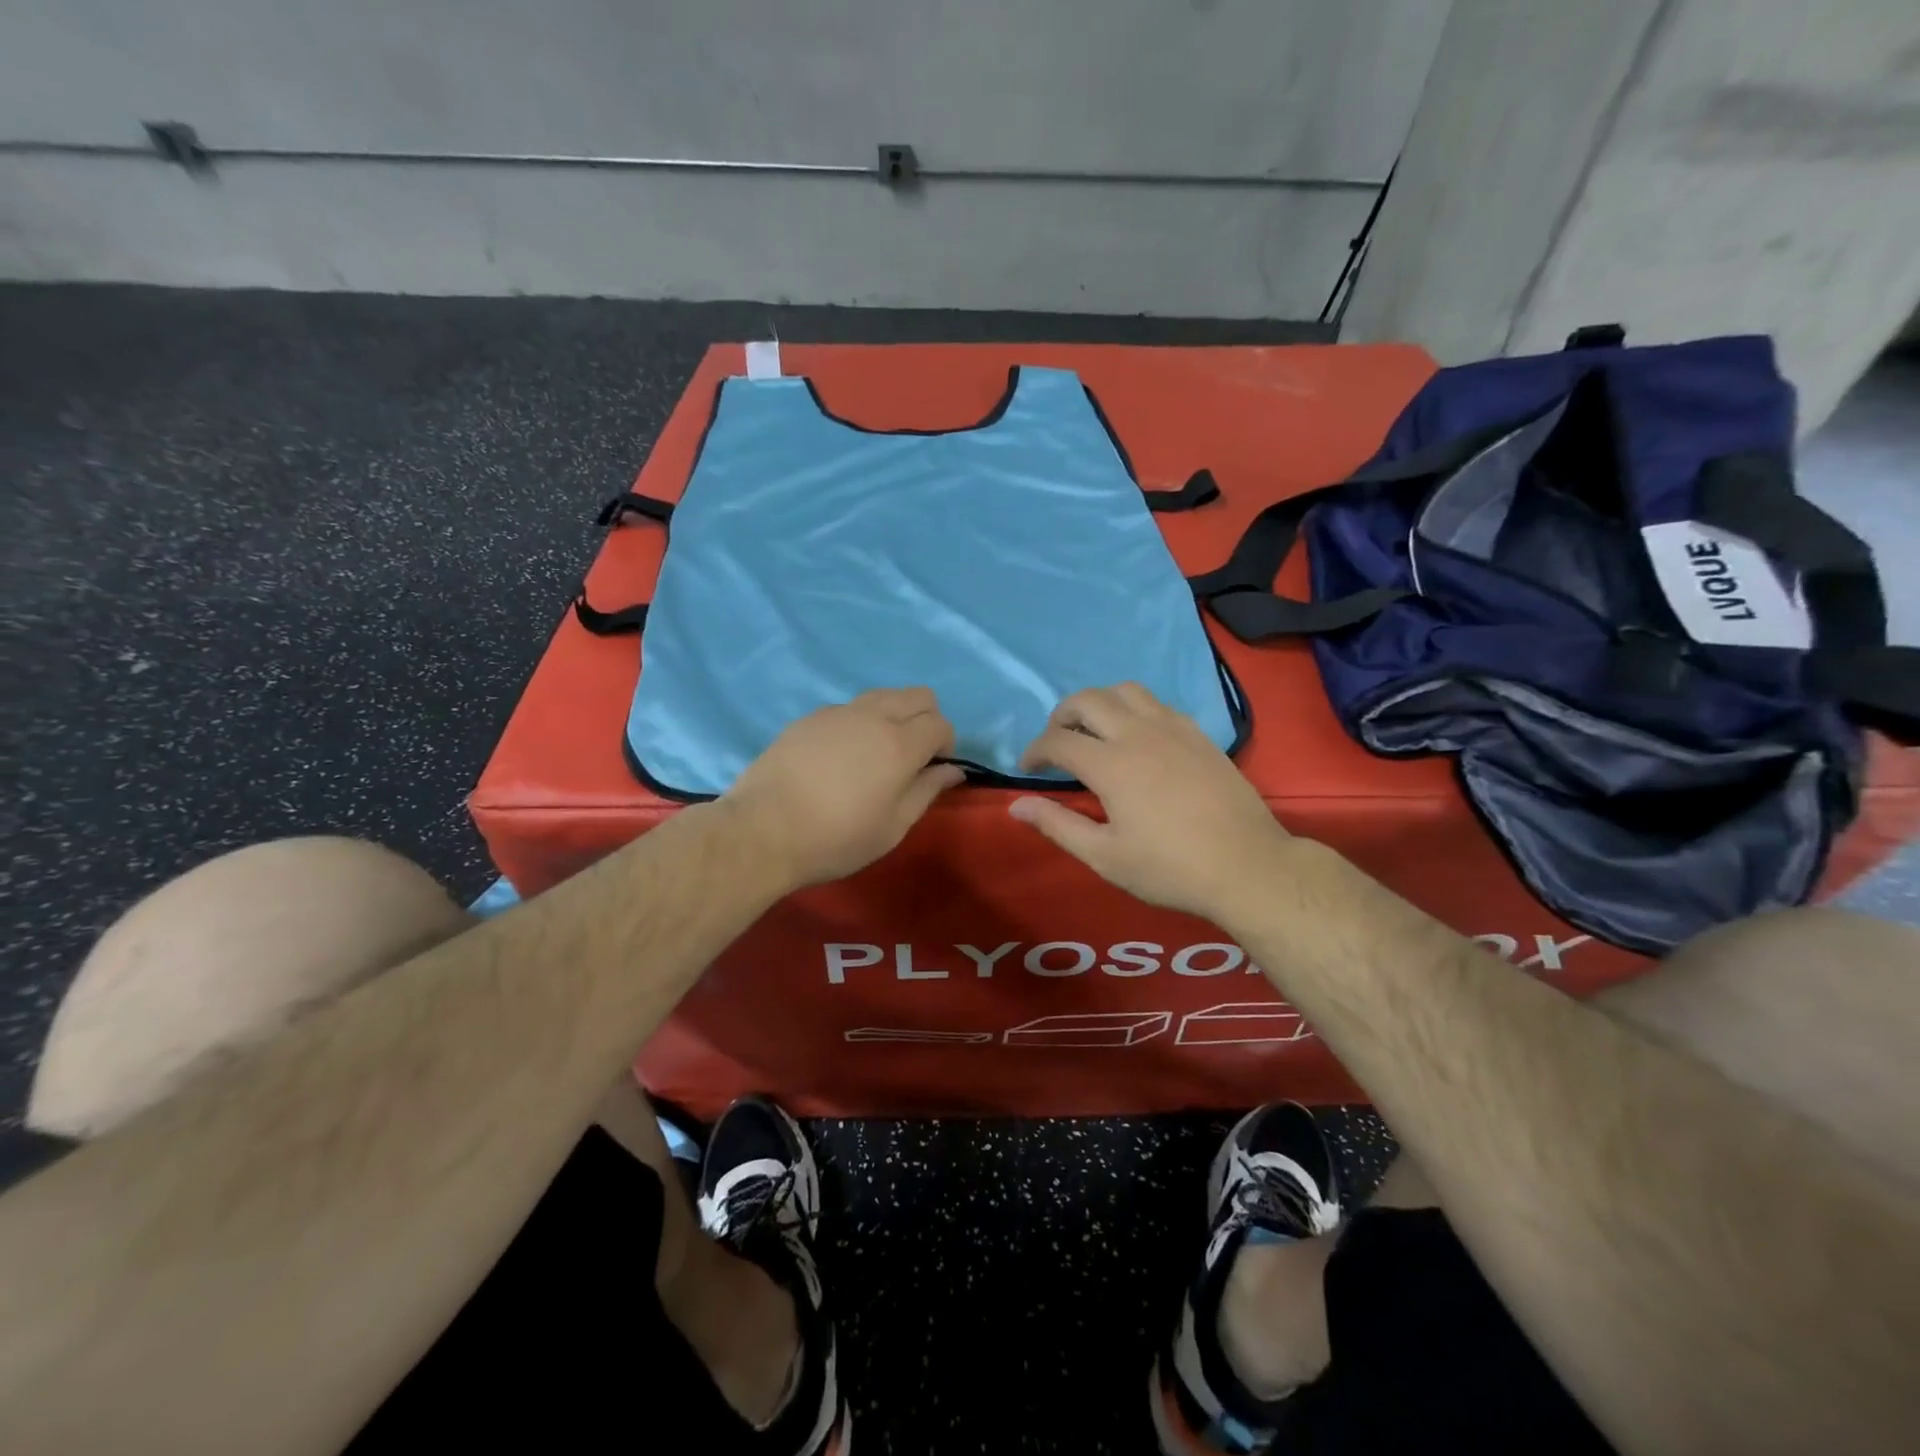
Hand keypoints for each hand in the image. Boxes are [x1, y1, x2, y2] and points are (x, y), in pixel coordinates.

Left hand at [723, 688, 965, 888]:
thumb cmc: (836, 838)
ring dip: (894, 715)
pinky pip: (849, 708)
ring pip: (883, 695)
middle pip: (918, 695)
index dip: (946, 745)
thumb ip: (927, 791)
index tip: (932, 770)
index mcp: (900, 744)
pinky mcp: (809, 718)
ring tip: (877, 753)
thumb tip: (952, 770)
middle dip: (927, 719)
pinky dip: (860, 722)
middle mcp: (873, 716)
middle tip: (912, 756)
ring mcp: (838, 712)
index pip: (941, 723)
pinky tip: (841, 757)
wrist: (762, 830)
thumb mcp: (893, 827)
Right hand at [1009, 683, 1290, 920]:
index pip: (1058, 740)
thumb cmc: (1170, 868)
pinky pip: (1157, 704)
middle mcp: (1138, 734)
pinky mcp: (1198, 734)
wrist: (1247, 866)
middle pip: (1087, 700)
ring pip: (1125, 690)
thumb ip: (1058, 825)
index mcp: (1111, 764)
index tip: (1026, 768)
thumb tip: (1016, 805)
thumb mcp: (1105, 856)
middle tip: (1056, 743)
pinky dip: (1134, 709)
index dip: (1035, 751)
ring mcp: (1173, 728)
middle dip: (1061, 716)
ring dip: (1099, 703)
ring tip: (1093, 730)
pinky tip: (1137, 738)